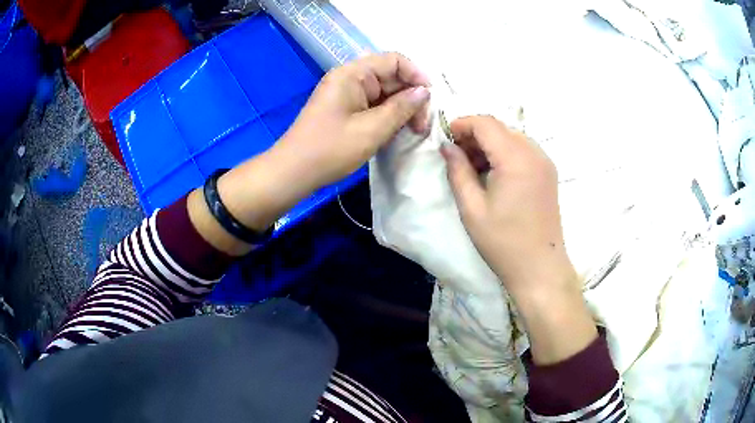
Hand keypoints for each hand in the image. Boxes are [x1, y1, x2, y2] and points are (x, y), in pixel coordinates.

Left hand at [201, 53, 429, 254]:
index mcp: (352, 74)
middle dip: (411, 98)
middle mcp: (350, 79)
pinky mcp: (347, 110)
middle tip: (422, 125)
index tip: (430, 99)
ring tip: (414, 131)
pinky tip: (398, 132)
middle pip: (391, 77)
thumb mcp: (372, 129)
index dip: (416, 75)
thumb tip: (424, 92)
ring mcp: (347, 95)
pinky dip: (388, 117)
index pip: (394, 60)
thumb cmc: (330, 149)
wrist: (293, 172)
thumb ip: (401, 108)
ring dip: (401, 110)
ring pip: (385, 94)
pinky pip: (375, 106)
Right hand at [441, 116, 573, 295]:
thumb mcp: (472, 208)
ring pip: (511, 137)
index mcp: (515, 159)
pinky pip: (523, 150)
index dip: (461, 125)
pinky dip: (504, 153)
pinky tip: (494, 173)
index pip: (485, 124)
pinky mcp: (548, 172)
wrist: (540, 267)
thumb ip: (458, 171)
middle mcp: (534, 153)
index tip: (445, 139)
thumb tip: (447, 147)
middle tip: (456, 156)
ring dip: (489, 144)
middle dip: (474, 135)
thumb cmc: (503, 242)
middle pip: (499, 128)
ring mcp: (544, 162)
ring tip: (473, 167)